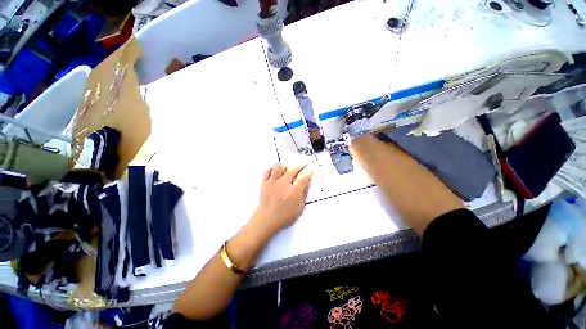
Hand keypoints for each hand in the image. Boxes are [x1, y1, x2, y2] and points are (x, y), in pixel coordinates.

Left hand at [251, 162, 314, 234]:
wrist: (266, 220)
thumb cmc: (285, 216)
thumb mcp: (299, 208)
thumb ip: (304, 193)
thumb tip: (308, 181)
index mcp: (294, 191)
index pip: (304, 176)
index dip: (310, 169)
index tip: (312, 165)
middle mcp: (283, 184)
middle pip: (293, 168)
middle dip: (301, 163)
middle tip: (304, 162)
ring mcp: (273, 182)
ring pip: (279, 166)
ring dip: (286, 164)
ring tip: (289, 167)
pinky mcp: (264, 183)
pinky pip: (267, 170)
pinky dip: (272, 168)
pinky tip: (276, 171)